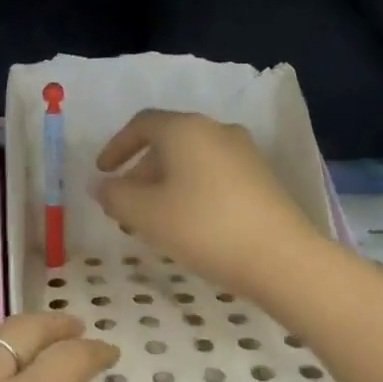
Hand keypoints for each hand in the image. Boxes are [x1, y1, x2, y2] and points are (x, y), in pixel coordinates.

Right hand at [94, 108, 322, 300]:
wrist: (280, 257)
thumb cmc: (202, 227)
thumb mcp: (145, 214)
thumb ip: (115, 196)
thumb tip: (103, 186)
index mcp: (185, 129)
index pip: (141, 124)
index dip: (116, 147)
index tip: (102, 173)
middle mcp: (216, 130)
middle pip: (167, 142)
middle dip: (140, 172)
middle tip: (125, 205)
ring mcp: (244, 153)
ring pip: (191, 161)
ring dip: (165, 185)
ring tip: (153, 220)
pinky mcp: (261, 178)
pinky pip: (213, 175)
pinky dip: (190, 191)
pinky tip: (187, 224)